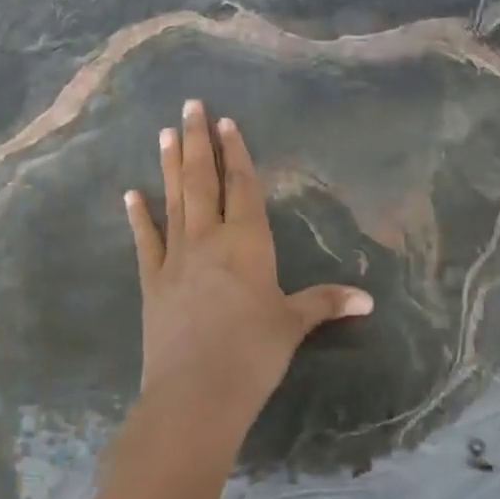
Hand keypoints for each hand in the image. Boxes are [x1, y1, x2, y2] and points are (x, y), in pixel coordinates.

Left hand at [124, 100, 373, 455]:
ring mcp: (175, 258)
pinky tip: (130, 194)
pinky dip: (138, 216)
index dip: (237, 153)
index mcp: (247, 243)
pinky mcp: (152, 282)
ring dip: (170, 165)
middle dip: (199, 141)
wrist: (195, 392)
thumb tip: (368, 299)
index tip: (227, 123)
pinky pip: (145, 241)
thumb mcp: (293, 325)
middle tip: (190, 105)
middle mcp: (209, 239)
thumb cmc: (253, 354)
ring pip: (174, 200)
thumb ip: (325, 303)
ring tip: (165, 133)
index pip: (242, 186)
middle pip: (204, 180)